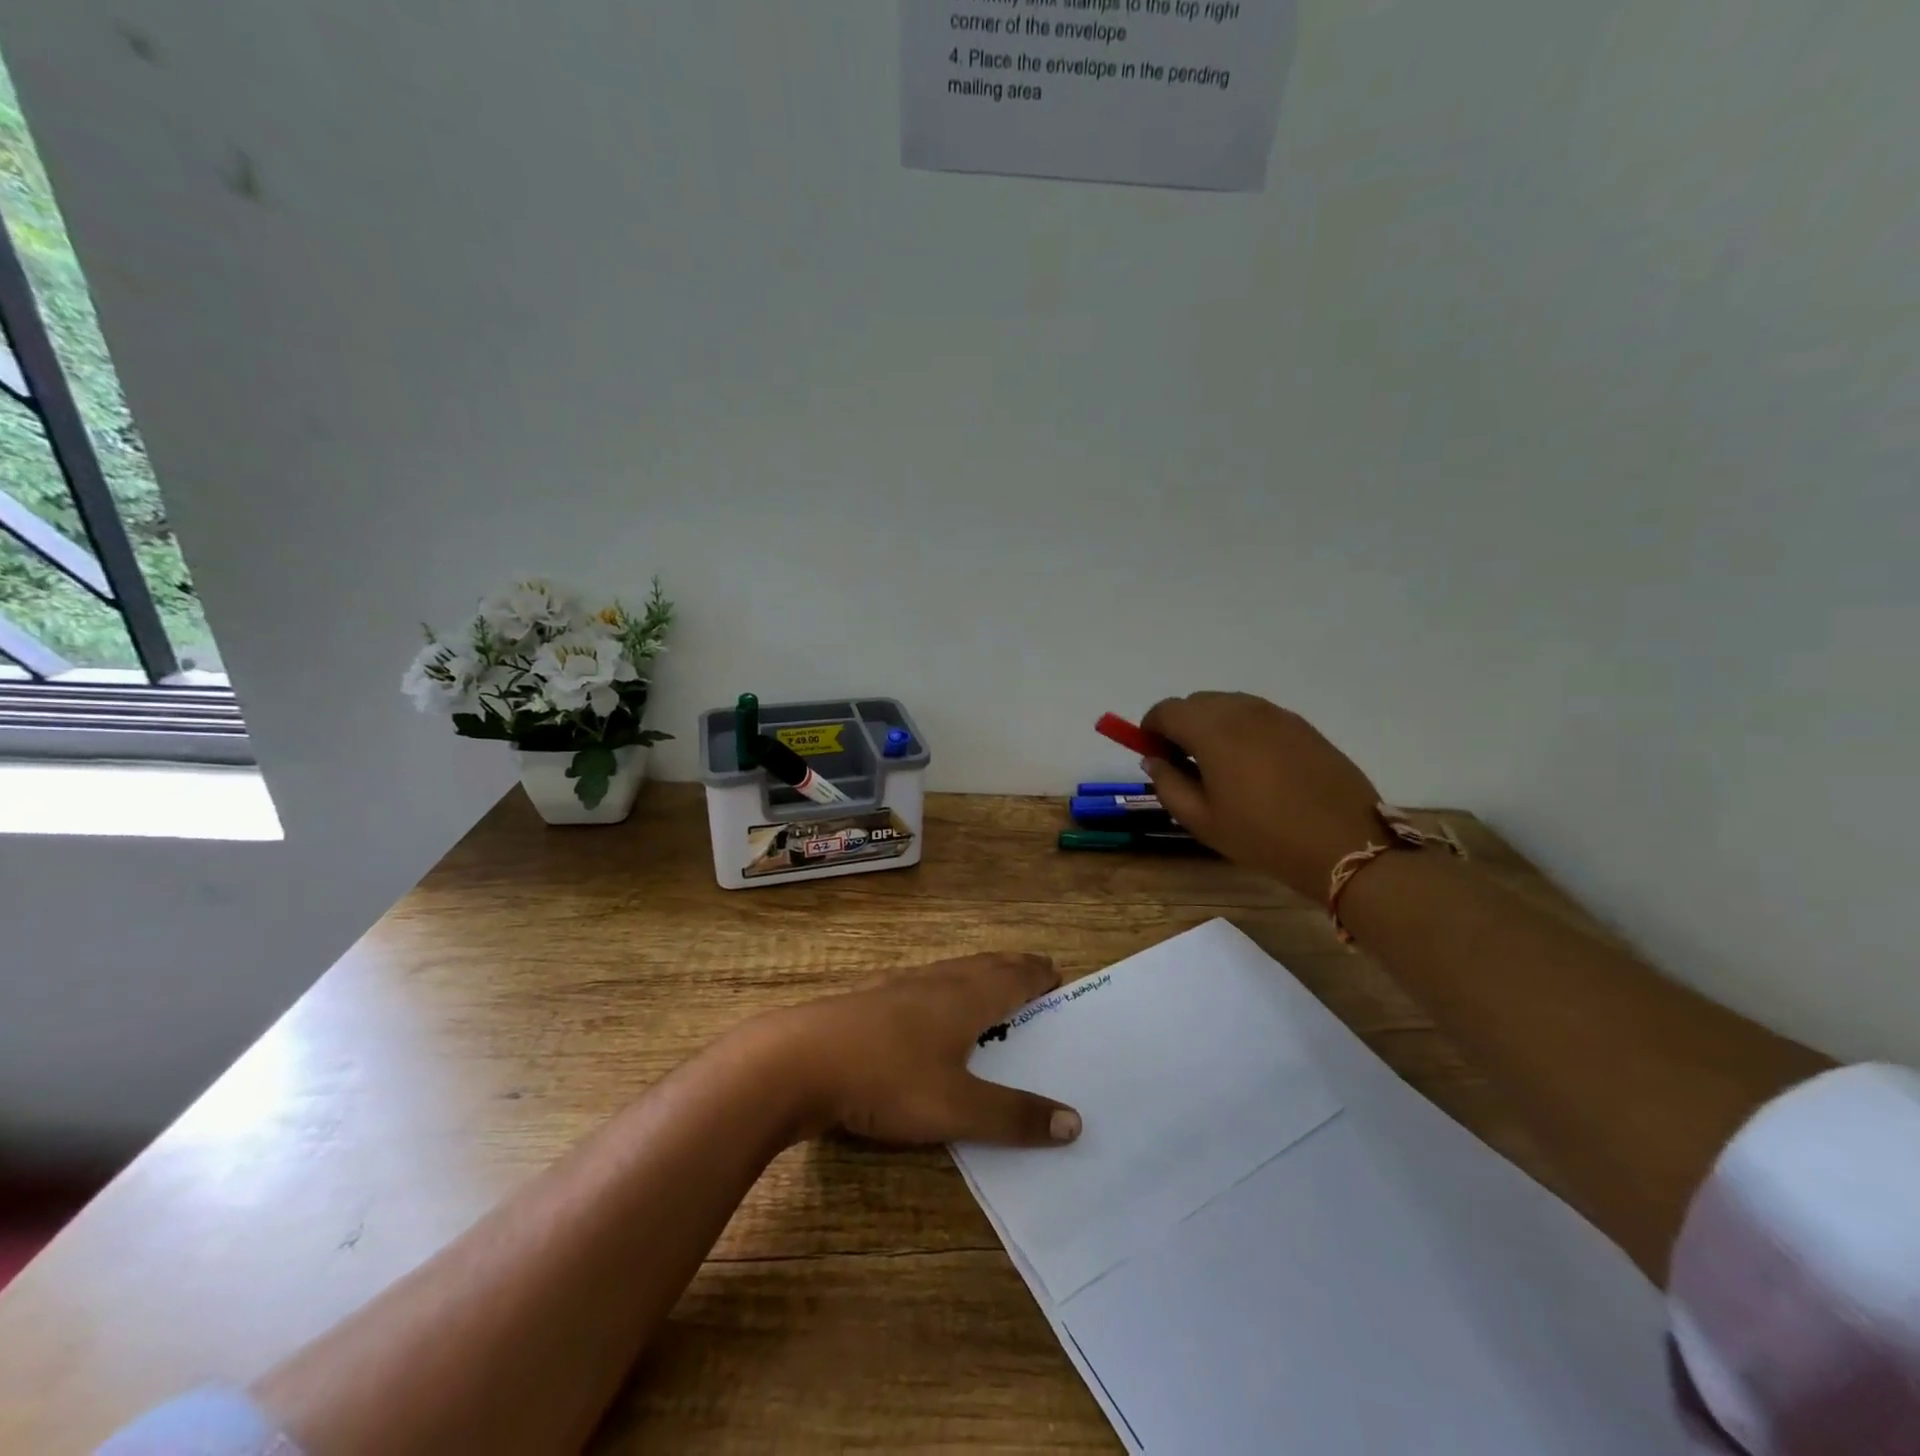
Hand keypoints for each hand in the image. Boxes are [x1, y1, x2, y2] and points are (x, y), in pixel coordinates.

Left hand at [756, 953, 1082, 1147]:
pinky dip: (943, 987)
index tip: (1058, 973)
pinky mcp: (868, 1000)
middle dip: (1012, 969)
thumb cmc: (887, 1078)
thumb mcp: (956, 1108)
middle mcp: (936, 982)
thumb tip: (1076, 1122)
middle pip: (984, 966)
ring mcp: (898, 987)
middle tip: (1034, 972)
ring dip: (977, 974)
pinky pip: (921, 984)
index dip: (1037, 975)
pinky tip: (927, 1004)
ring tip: (989, 985)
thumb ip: (1013, 1117)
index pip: (1013, 978)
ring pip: (950, 972)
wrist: (798, 1060)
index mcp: (965, 998)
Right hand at [1140, 692, 1383, 899]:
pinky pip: (1258, 716)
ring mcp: (1277, 715)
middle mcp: (1243, 710)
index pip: (1166, 710)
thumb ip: (1167, 784)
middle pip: (1196, 702)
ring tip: (1221, 768)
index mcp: (1212, 730)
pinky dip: (1242, 730)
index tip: (1154, 757)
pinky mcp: (1302, 725)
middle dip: (1180, 726)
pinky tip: (1255, 768)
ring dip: (1212, 726)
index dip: (1151, 730)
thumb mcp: (1202, 820)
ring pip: (1228, 705)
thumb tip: (1154, 760)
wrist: (1344, 845)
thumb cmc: (1263, 836)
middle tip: (1184, 765)